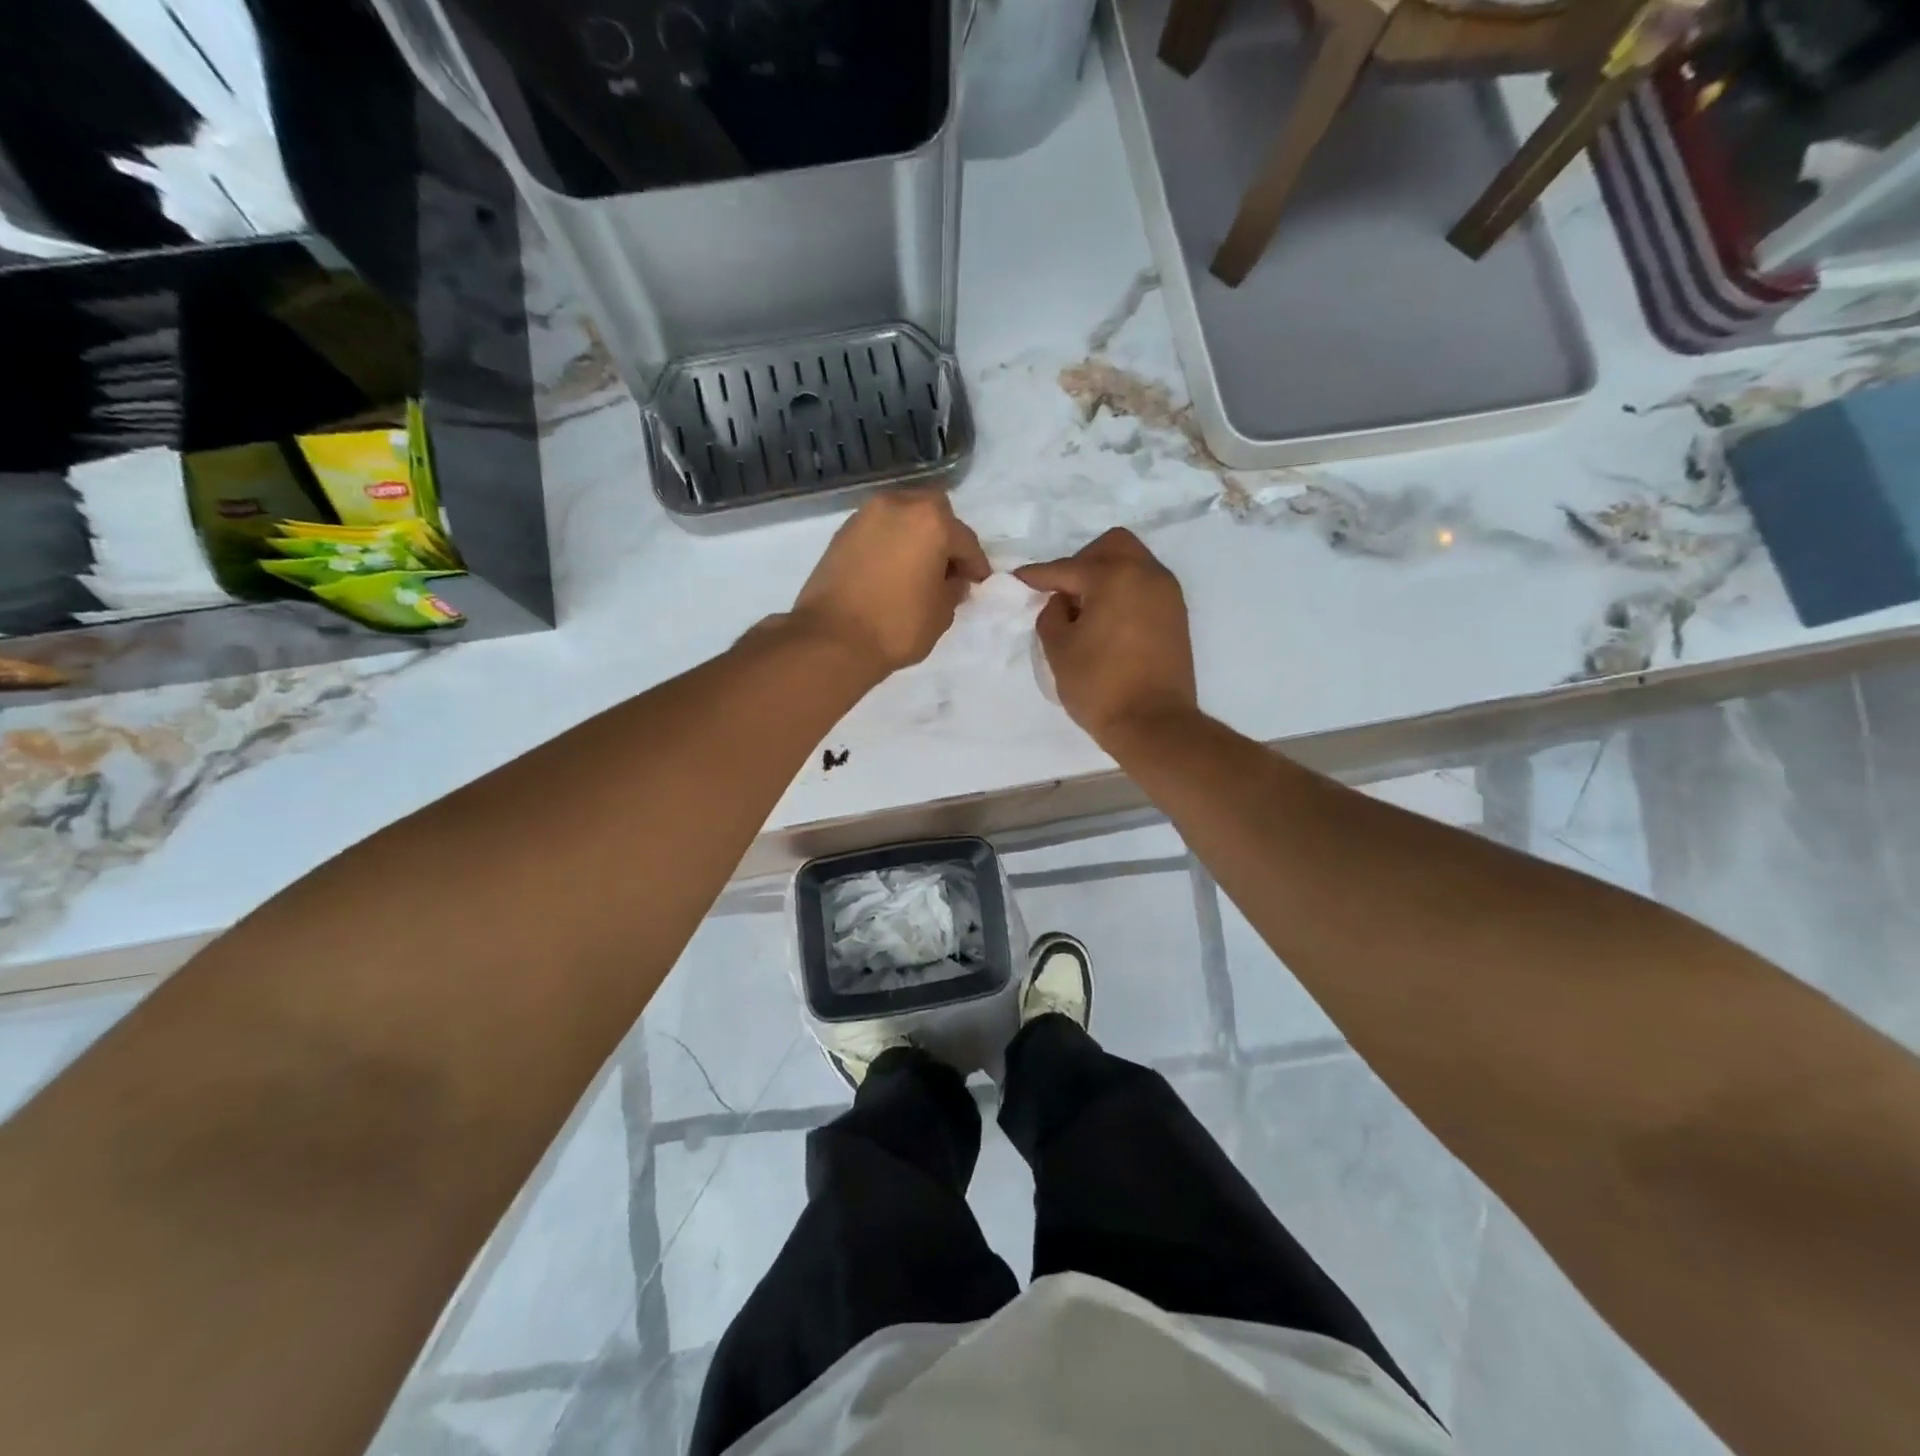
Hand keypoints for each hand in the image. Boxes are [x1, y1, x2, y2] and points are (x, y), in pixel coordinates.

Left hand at [789, 490, 989, 678]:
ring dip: (915, 536)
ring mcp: (865, 516)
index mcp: (931, 521)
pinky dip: (890, 543)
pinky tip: (892, 570)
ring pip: (902, 516)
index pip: (965, 540)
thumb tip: (953, 580)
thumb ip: (953, 589)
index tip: (978, 582)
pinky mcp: (842, 533)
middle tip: (947, 567)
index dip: (975, 564)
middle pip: (933, 511)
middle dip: (945, 536)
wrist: (832, 638)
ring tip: (917, 568)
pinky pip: (878, 530)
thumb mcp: (941, 613)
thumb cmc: (897, 625)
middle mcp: (898, 506)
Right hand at [1016, 528, 1196, 743]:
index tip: (1018, 578)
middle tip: (1063, 593)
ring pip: (1133, 564)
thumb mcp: (1059, 650)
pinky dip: (1124, 593)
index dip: (1038, 575)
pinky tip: (1107, 621)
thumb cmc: (1100, 686)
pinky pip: (1145, 587)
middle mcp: (1147, 574)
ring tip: (1085, 610)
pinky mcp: (1176, 616)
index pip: (1068, 568)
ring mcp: (1167, 594)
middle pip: (1111, 547)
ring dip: (1106, 576)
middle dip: (1082, 562)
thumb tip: (1062, 602)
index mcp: (1115, 576)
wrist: (1154, 723)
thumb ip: (1051, 615)